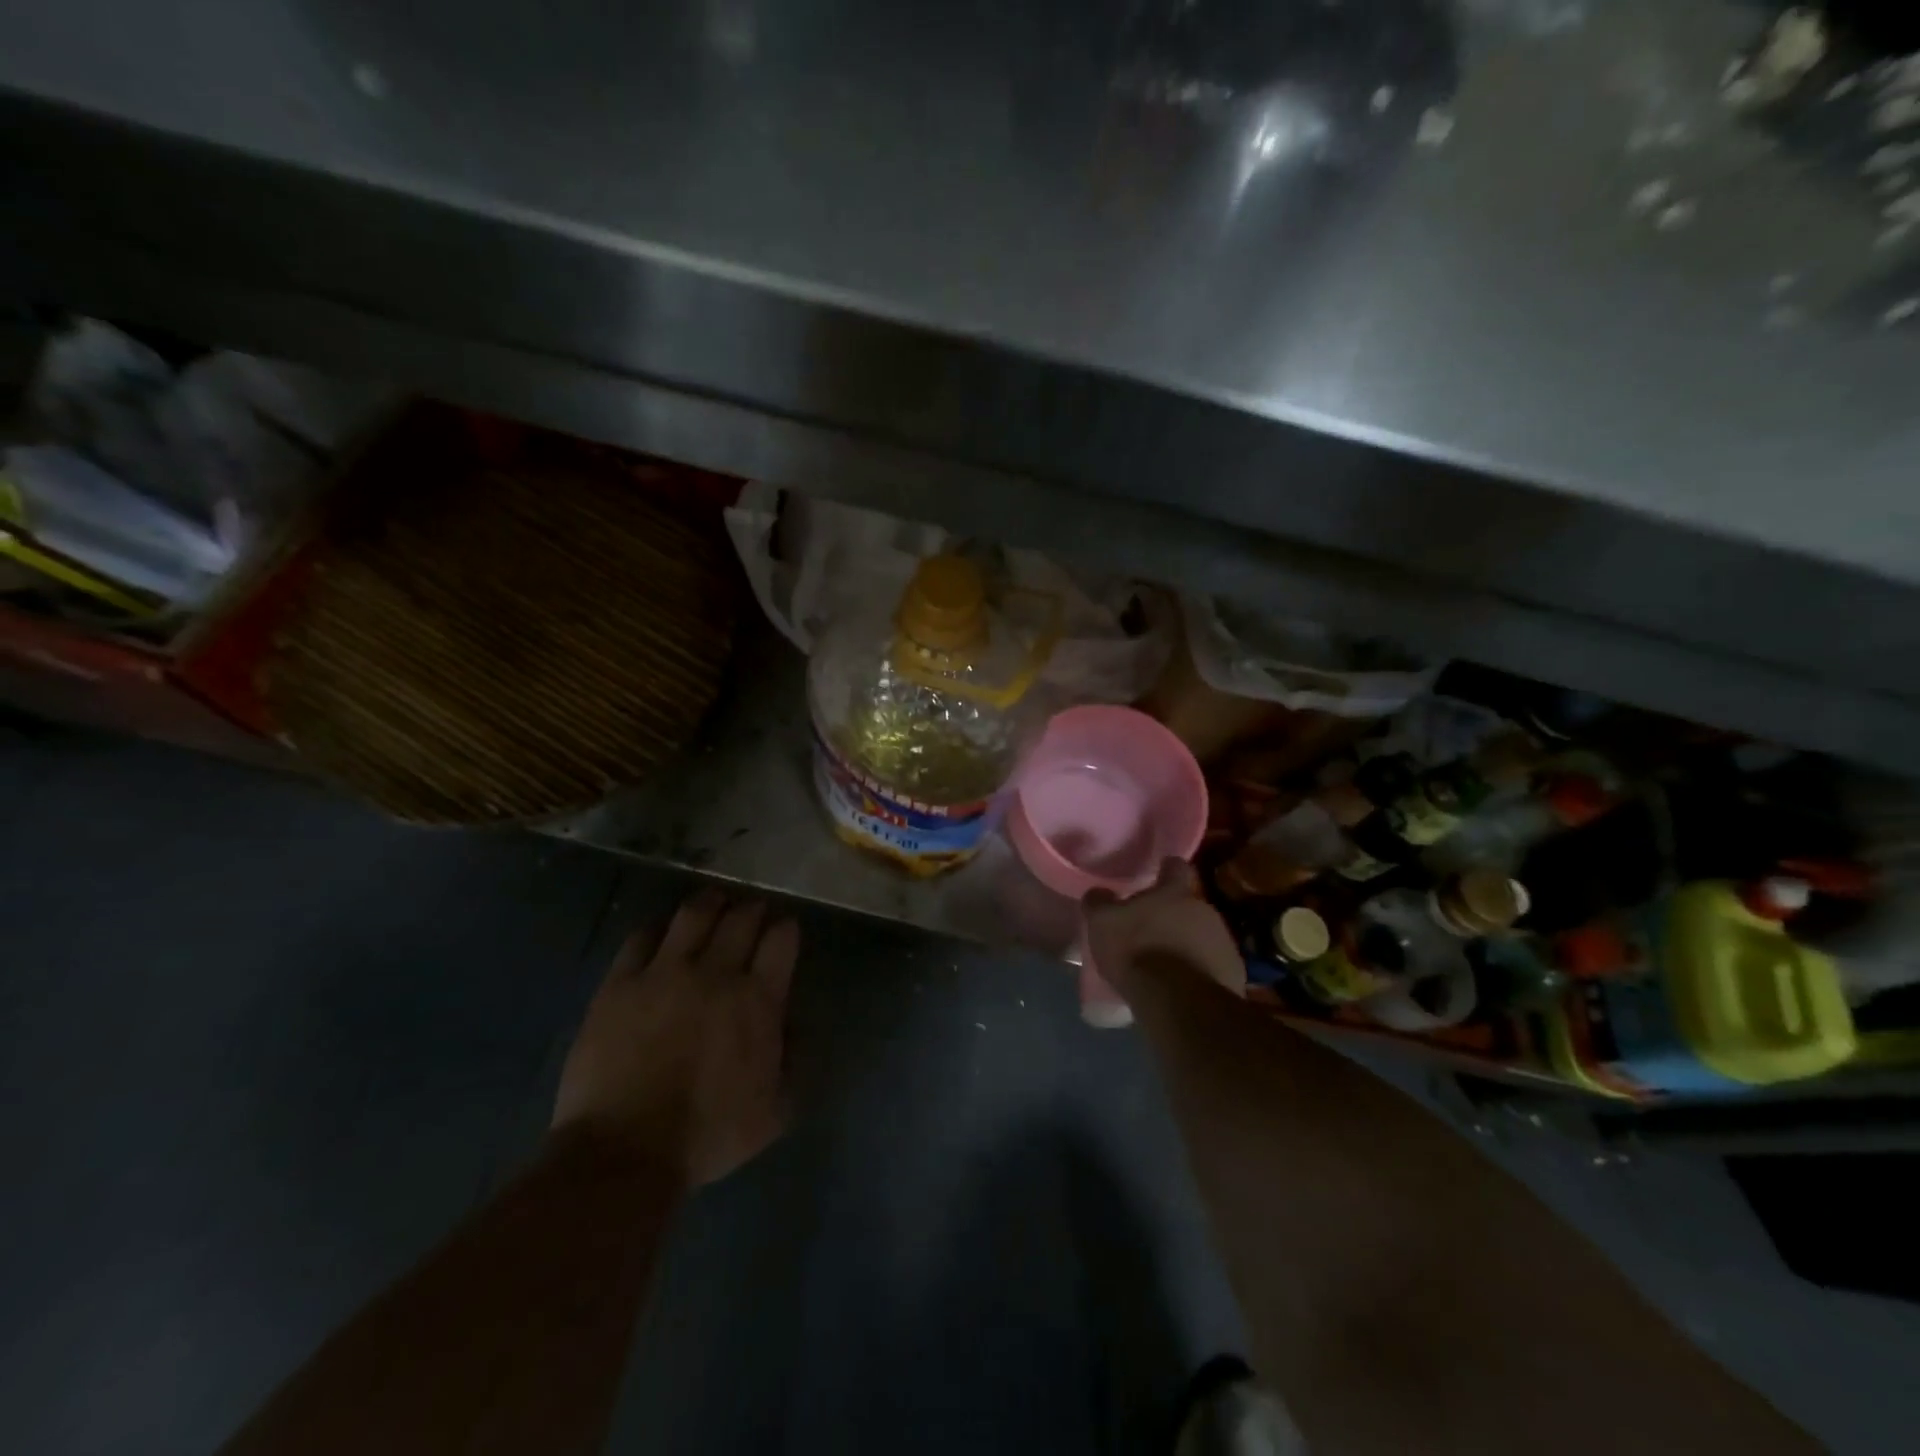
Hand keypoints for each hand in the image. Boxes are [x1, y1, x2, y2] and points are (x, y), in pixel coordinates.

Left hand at [552, 889, 797, 1187]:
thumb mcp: (773, 1112)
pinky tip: (662, 932)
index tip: (784, 931)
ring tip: (713, 902)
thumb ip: (792, 1060)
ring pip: (694, 914)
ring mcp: (664, 973)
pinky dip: (658, 928)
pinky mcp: (621, 983)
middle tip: (751, 912)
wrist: (625, 1152)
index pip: (781, 939)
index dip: (786, 928)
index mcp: (758, 1000)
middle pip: (741, 917)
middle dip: (752, 909)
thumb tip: (793, 1023)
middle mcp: (716, 973)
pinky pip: (642, 937)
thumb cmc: (707, 1136)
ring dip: (710, 902)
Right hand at [1084, 859, 1244, 1000]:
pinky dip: (1200, 970)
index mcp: (1175, 892)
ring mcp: (1224, 942)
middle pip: (1190, 904)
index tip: (1160, 873)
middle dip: (1174, 914)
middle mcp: (1205, 909)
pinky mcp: (1234, 973)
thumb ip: (1099, 902)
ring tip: (1167, 963)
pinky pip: (1214, 965)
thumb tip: (1098, 893)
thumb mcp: (1103, 923)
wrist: (1179, 1002)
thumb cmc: (1137, 951)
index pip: (1177, 866)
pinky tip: (1183, 986)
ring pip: (1204, 935)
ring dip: (1188, 943)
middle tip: (1153, 929)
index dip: (1167, 869)